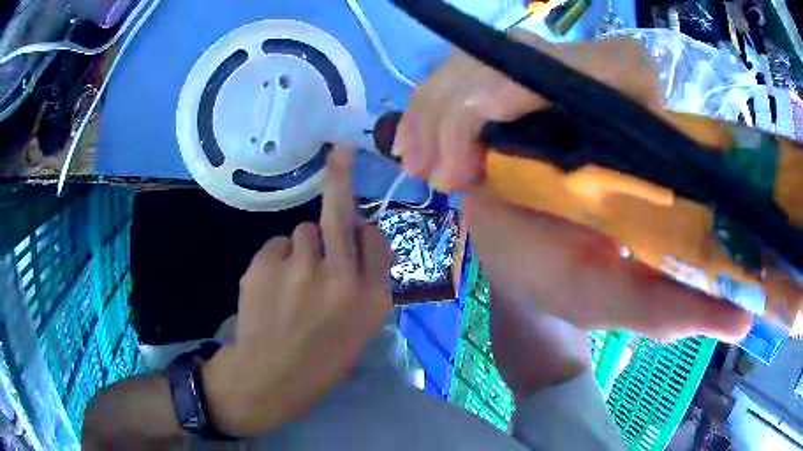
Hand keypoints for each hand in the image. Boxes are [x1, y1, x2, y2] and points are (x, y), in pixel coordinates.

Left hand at [202, 146, 392, 435]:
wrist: (270, 379)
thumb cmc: (320, 360)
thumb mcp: (362, 329)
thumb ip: (369, 283)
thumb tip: (362, 237)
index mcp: (372, 297)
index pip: (376, 238)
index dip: (364, 232)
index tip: (357, 228)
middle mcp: (341, 278)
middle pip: (341, 213)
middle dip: (341, 176)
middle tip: (341, 149)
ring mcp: (300, 270)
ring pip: (303, 232)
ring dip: (301, 249)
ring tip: (291, 283)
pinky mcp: (265, 266)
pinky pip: (276, 246)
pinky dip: (276, 261)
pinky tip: (271, 289)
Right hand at [395, 31, 752, 340]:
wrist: (532, 259)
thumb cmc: (576, 278)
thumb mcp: (621, 300)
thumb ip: (674, 311)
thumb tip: (742, 322)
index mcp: (646, 125)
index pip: (612, 68)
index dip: (546, 90)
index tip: (485, 156)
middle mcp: (602, 82)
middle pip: (530, 56)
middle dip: (471, 105)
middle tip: (446, 177)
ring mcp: (551, 71)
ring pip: (484, 60)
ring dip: (442, 111)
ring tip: (428, 172)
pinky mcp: (510, 76)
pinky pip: (459, 69)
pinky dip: (430, 106)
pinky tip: (420, 153)